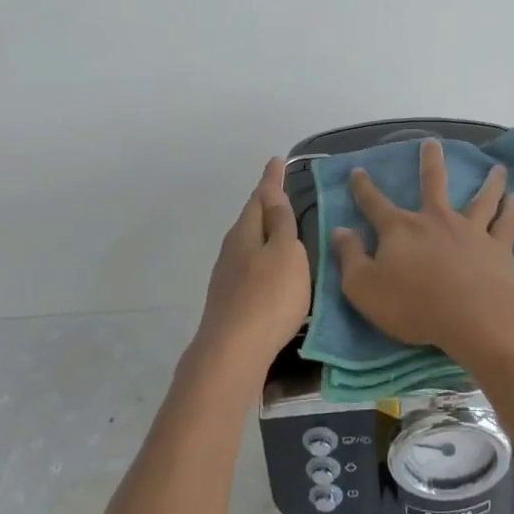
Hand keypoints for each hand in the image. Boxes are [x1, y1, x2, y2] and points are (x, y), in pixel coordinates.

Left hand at [194, 156, 311, 372]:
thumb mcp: (285, 253)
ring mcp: (227, 276)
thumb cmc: (268, 297)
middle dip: (265, 205)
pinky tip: (271, 270)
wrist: (233, 353)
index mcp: (245, 232)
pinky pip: (249, 265)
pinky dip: (262, 257)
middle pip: (251, 219)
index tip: (277, 160)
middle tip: (281, 191)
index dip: (271, 179)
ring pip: (248, 243)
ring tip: (281, 229)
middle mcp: (232, 249)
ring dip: (263, 232)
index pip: (261, 197)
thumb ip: (280, 223)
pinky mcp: (230, 301)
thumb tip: (272, 193)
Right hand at [331, 140, 513, 368]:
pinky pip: (507, 223)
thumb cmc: (413, 305)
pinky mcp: (498, 248)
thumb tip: (339, 230)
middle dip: (430, 161)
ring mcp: (470, 230)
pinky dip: (512, 210)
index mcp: (400, 229)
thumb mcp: (364, 287)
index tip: (358, 170)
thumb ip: (350, 257)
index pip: (375, 203)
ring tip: (497, 168)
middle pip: (433, 183)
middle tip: (432, 142)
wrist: (473, 316)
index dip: (364, 188)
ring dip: (489, 182)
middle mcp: (436, 220)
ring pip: (481, 199)